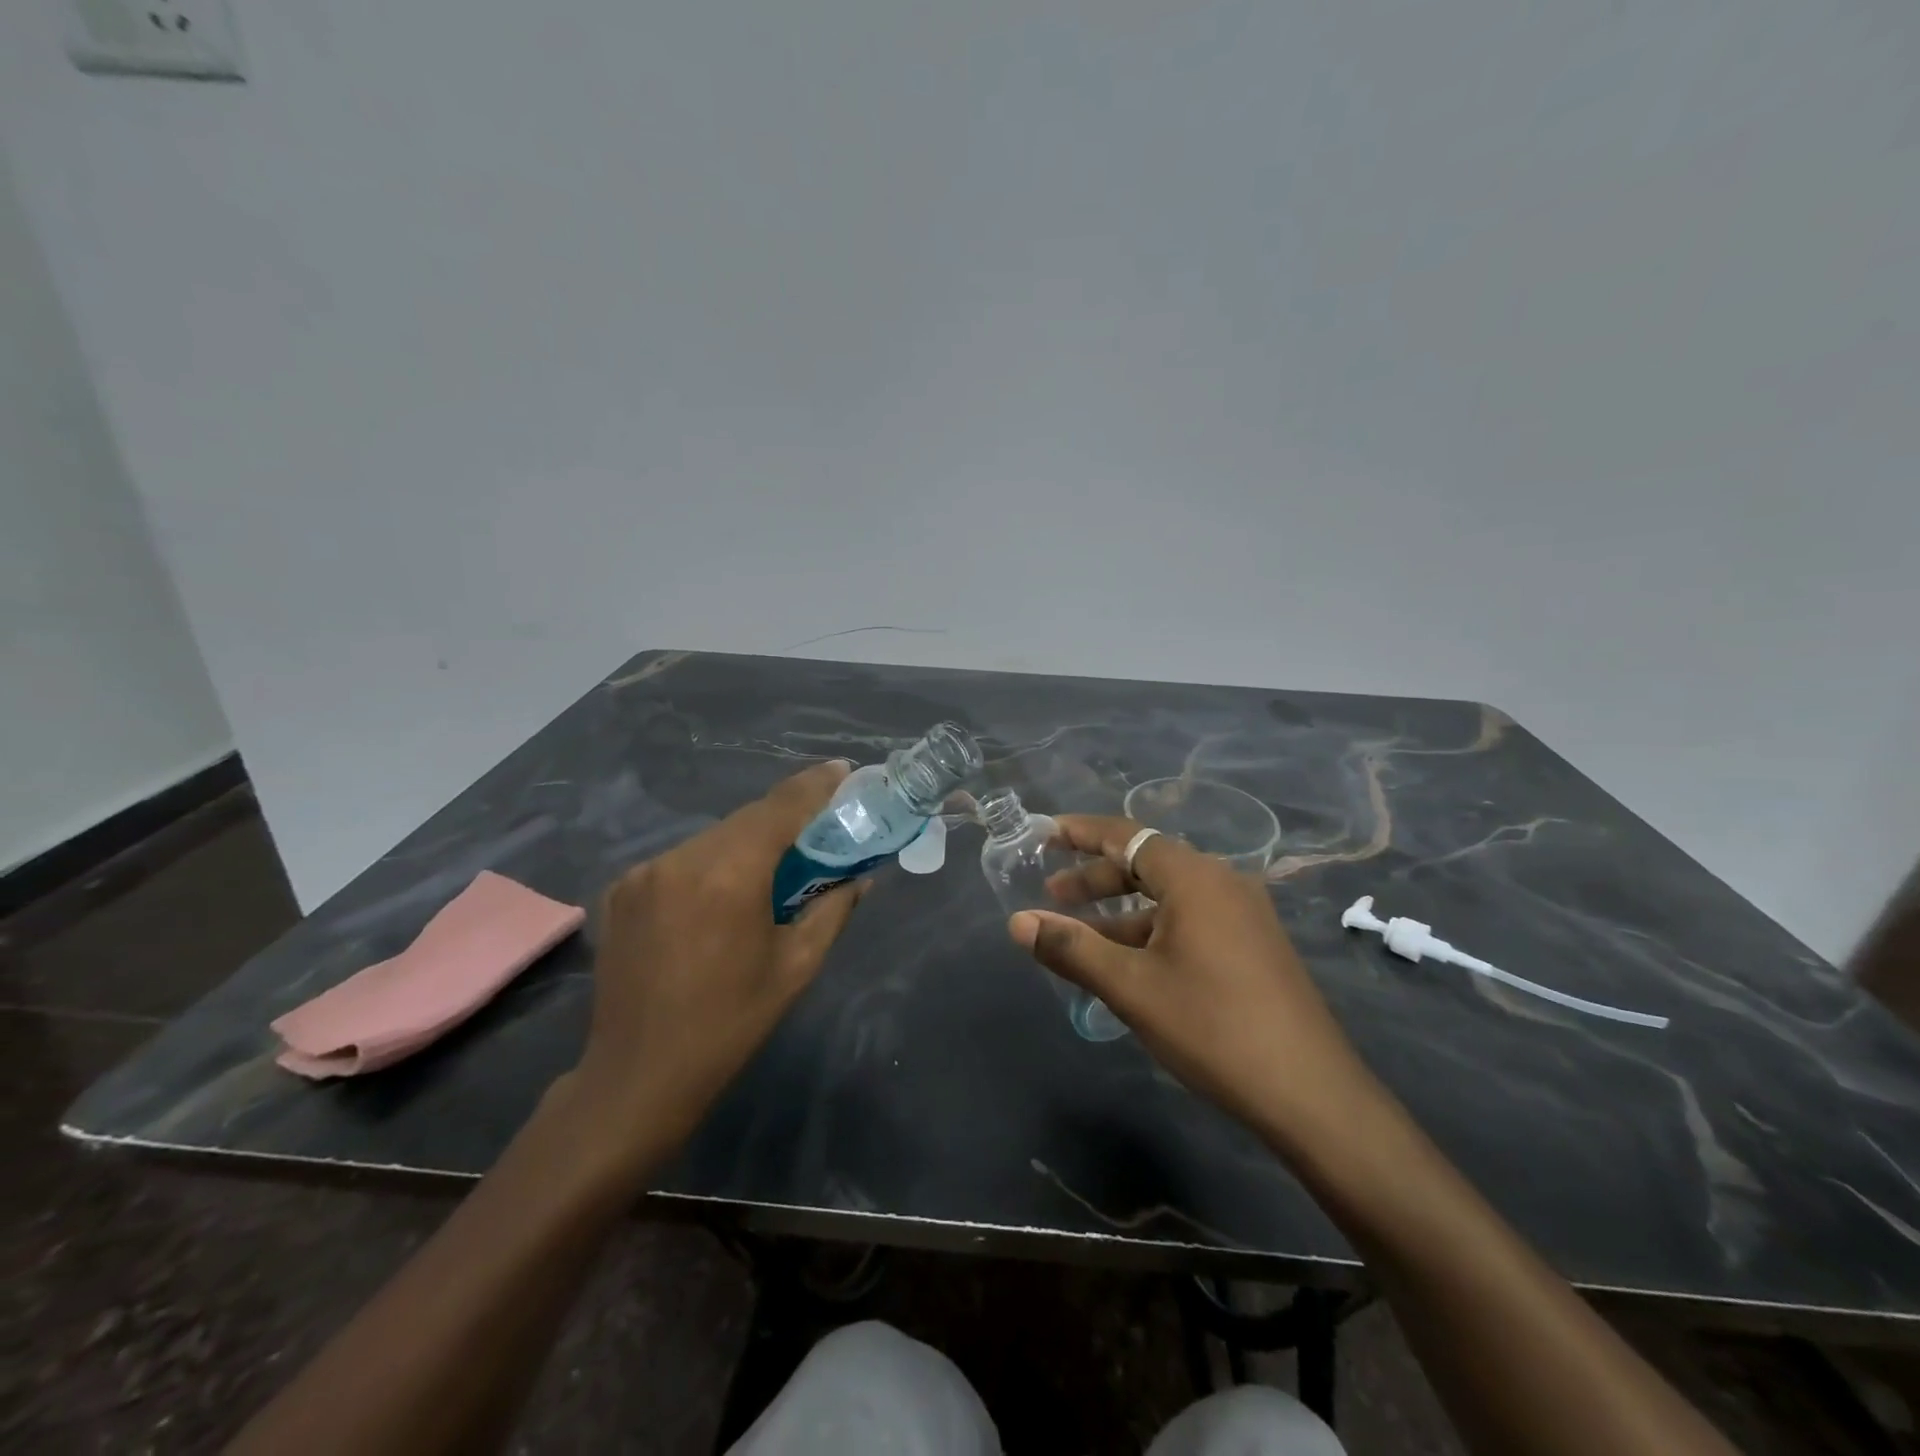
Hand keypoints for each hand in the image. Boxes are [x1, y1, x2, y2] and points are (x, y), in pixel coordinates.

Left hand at [571, 761, 865, 1154]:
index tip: (844, 771)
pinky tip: (721, 894)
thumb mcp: (797, 966)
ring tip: (772, 867)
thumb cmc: (730, 1024)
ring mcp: (644, 872)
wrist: (637, 1077)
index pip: (781, 807)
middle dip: (786, 817)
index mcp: (730, 875)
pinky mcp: (622, 889)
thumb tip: (860, 877)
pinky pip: (681, 860)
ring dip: (747, 843)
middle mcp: (682, 859)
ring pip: (713, 838)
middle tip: (819, 827)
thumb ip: (833, 908)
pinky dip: (710, 864)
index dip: (816, 785)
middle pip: (747, 819)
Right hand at [1010, 815, 1383, 1149]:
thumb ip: (1071, 948)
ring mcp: (1243, 915)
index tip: (1044, 834)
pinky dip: (1151, 930)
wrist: (1311, 1094)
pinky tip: (1129, 962)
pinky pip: (1190, 920)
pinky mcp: (1253, 946)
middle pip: (1146, 864)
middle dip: (1096, 877)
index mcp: (1194, 877)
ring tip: (1080, 934)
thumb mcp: (1131, 987)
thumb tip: (1017, 922)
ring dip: (1121, 911)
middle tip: (1052, 894)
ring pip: (1168, 897)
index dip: (1081, 832)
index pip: (1126, 836)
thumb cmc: (1212, 1027)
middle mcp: (1222, 882)